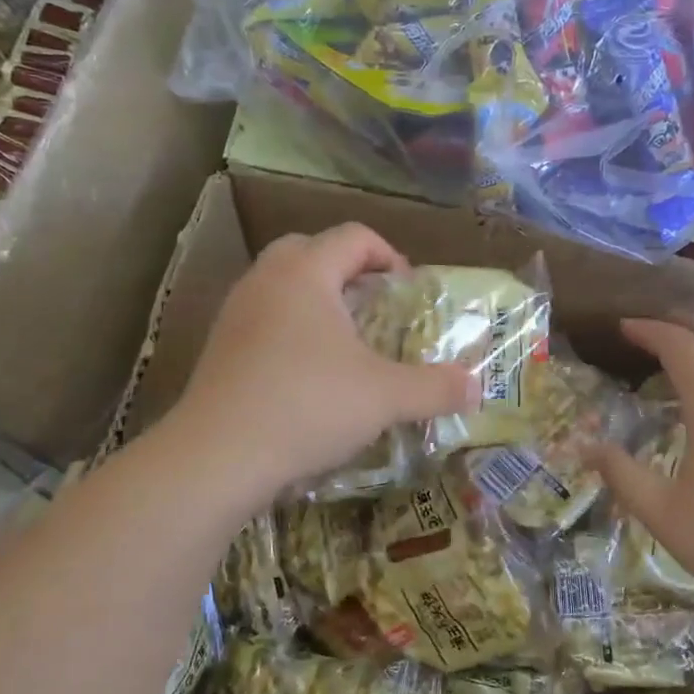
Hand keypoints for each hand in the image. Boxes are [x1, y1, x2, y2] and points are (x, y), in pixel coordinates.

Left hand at [167, 224, 472, 506]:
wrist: (216, 456)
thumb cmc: (308, 406)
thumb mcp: (385, 397)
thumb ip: (436, 388)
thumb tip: (477, 388)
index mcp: (306, 273)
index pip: (354, 237)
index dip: (390, 256)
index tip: (409, 292)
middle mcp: (266, 280)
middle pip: (310, 249)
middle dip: (348, 270)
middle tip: (374, 306)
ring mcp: (236, 312)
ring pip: (281, 283)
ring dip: (316, 299)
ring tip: (344, 340)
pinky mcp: (219, 346)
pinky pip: (262, 317)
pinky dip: (289, 328)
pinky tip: (306, 372)